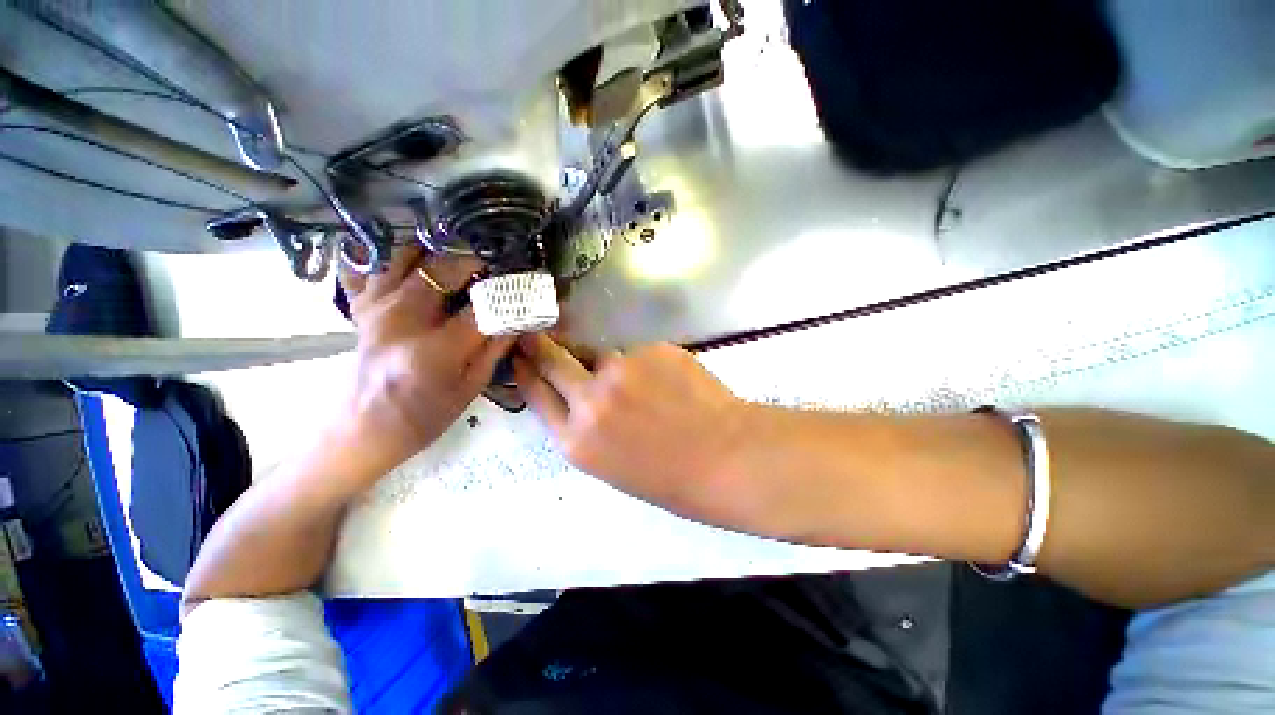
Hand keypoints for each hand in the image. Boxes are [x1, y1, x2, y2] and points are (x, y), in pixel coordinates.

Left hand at [335, 245, 513, 478]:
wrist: (360, 432)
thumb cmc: (422, 418)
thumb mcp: (470, 389)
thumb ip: (495, 350)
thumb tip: (518, 320)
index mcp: (435, 349)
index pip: (482, 307)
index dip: (507, 293)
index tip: (523, 287)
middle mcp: (401, 320)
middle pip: (441, 269)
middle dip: (473, 264)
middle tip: (491, 274)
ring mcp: (375, 309)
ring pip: (405, 257)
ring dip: (436, 256)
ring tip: (456, 269)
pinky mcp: (360, 308)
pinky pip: (367, 267)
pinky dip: (388, 259)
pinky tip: (408, 267)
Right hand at [514, 334, 766, 530]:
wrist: (725, 457)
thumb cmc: (670, 476)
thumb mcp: (612, 463)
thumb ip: (586, 425)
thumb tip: (578, 391)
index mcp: (576, 440)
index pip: (536, 394)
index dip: (526, 372)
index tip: (519, 356)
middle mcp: (590, 400)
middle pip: (552, 359)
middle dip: (539, 345)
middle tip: (534, 333)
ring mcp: (621, 369)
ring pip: (600, 354)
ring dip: (606, 362)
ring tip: (638, 384)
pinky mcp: (651, 349)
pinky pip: (637, 353)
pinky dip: (644, 364)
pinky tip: (668, 383)